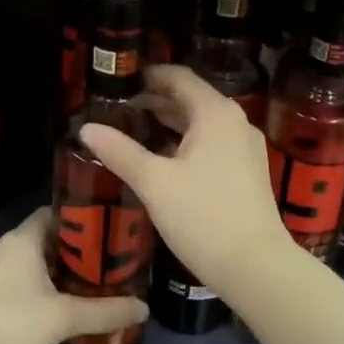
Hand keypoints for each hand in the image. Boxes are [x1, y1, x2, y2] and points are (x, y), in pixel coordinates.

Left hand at [0, 206, 147, 343]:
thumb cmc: (14, 324)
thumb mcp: (64, 317)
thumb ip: (106, 311)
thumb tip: (145, 308)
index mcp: (21, 239)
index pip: (54, 213)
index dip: (81, 220)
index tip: (106, 232)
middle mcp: (0, 247)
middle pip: (42, 238)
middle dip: (71, 251)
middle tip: (102, 264)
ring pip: (26, 262)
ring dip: (51, 272)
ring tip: (82, 287)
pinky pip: (12, 281)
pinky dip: (32, 288)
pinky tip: (50, 309)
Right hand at [80, 64, 293, 299]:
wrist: (257, 267)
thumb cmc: (203, 217)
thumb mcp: (154, 183)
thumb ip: (120, 151)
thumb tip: (86, 128)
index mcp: (215, 113)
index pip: (178, 77)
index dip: (147, 76)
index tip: (117, 82)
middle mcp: (235, 121)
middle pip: (190, 98)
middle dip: (154, 100)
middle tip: (116, 108)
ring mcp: (245, 146)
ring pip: (201, 123)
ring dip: (169, 123)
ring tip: (131, 130)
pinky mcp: (247, 170)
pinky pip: (212, 142)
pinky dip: (185, 142)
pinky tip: (161, 159)